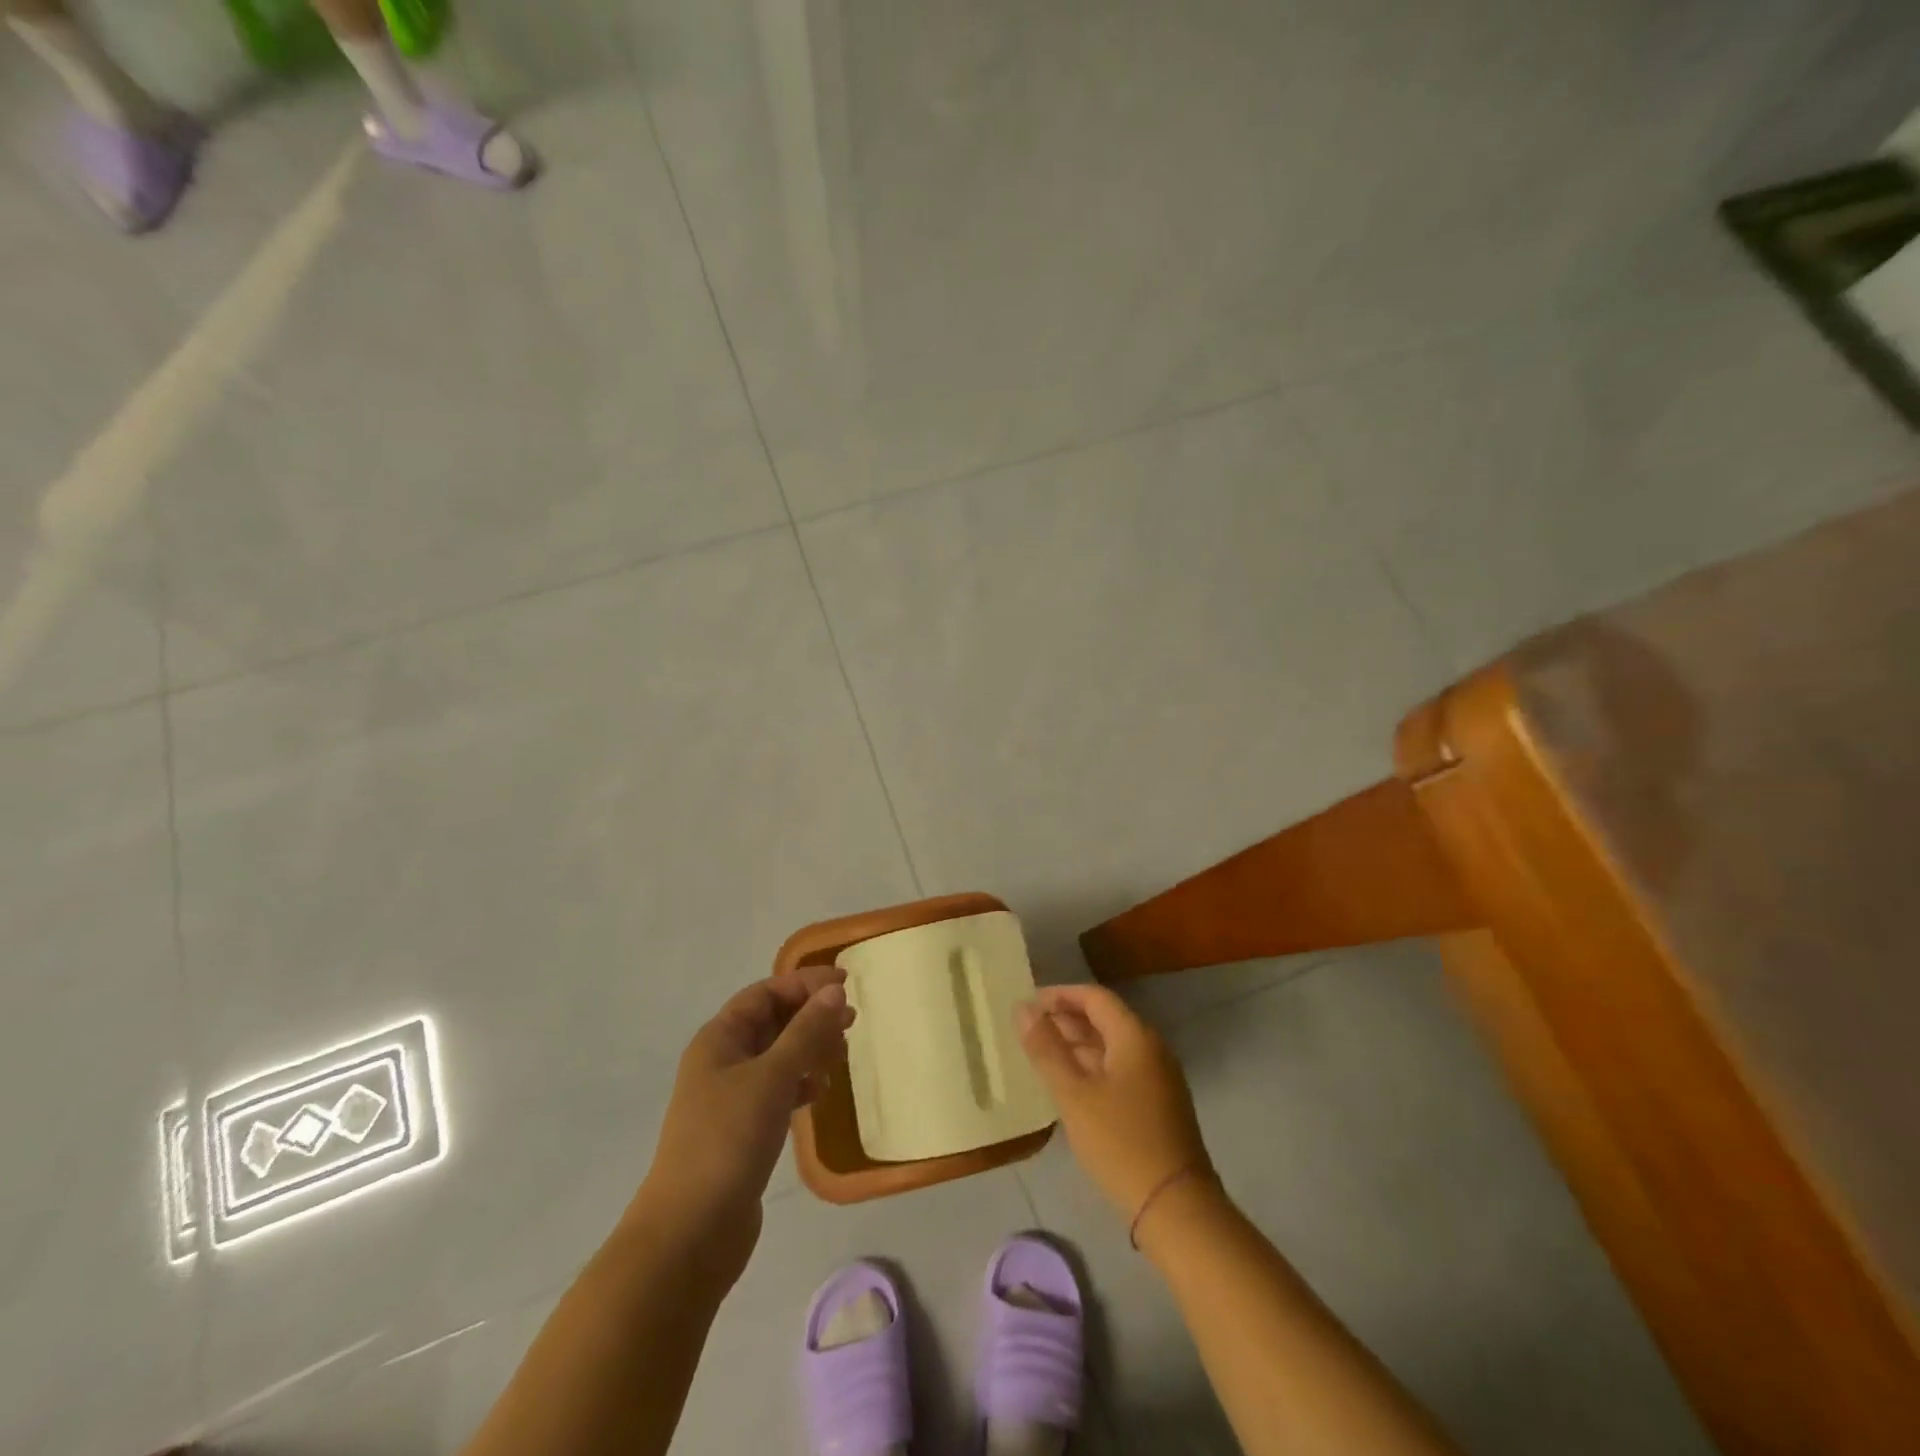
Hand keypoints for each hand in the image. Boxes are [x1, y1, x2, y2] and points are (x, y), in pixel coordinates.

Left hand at [639, 965, 854, 1279]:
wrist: (691, 1231)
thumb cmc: (728, 1139)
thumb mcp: (772, 1076)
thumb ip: (806, 1032)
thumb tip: (834, 992)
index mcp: (719, 1039)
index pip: (765, 993)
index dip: (804, 984)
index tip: (846, 985)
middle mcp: (721, 1061)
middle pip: (771, 1022)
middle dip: (810, 1015)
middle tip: (852, 1021)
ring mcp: (730, 1098)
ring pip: (777, 1056)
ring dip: (809, 1048)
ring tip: (841, 1055)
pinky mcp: (741, 1131)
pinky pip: (776, 1090)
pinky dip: (800, 1083)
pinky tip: (818, 1093)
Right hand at [1018, 985, 1210, 1226]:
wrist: (1175, 1207)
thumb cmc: (1120, 1142)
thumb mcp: (1074, 1094)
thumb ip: (1046, 1049)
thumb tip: (1022, 1008)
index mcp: (1135, 1036)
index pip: (1094, 997)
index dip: (1060, 995)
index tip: (1028, 1005)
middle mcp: (1151, 1048)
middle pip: (1104, 1019)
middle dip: (1066, 1020)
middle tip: (1028, 1031)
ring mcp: (1158, 1077)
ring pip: (1111, 1047)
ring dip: (1077, 1045)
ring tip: (1041, 1056)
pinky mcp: (1158, 1103)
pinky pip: (1120, 1069)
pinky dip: (1092, 1067)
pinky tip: (1069, 1086)